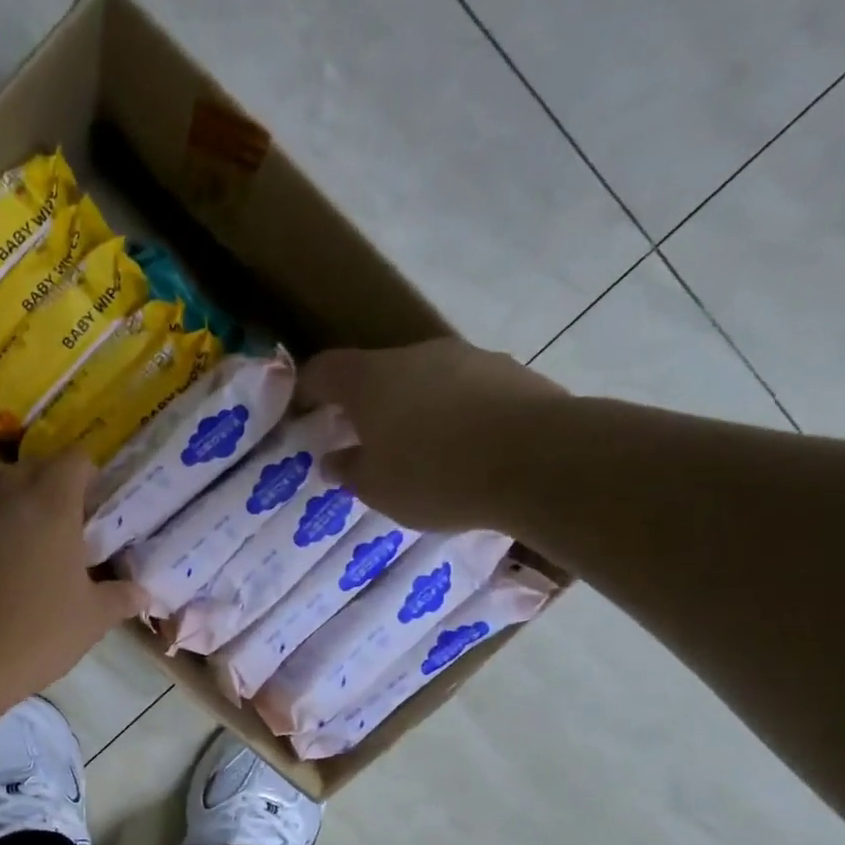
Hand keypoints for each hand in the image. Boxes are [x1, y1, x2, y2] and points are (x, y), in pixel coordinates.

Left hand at [0, 452, 146, 703]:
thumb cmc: (36, 636)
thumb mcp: (91, 621)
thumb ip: (119, 599)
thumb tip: (143, 591)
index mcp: (51, 508)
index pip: (73, 461)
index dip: (85, 476)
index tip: (91, 505)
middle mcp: (3, 496)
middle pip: (26, 465)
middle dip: (43, 480)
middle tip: (52, 518)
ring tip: (1, 509)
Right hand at [304, 338, 567, 530]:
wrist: (542, 461)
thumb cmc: (436, 475)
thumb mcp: (377, 488)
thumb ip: (349, 470)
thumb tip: (333, 459)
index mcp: (371, 379)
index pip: (323, 370)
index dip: (307, 390)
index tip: (302, 415)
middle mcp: (417, 356)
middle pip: (377, 373)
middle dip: (365, 406)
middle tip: (362, 442)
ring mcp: (469, 359)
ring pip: (425, 381)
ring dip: (414, 409)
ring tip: (420, 452)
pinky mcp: (512, 373)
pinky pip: (467, 393)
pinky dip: (456, 415)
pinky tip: (466, 452)